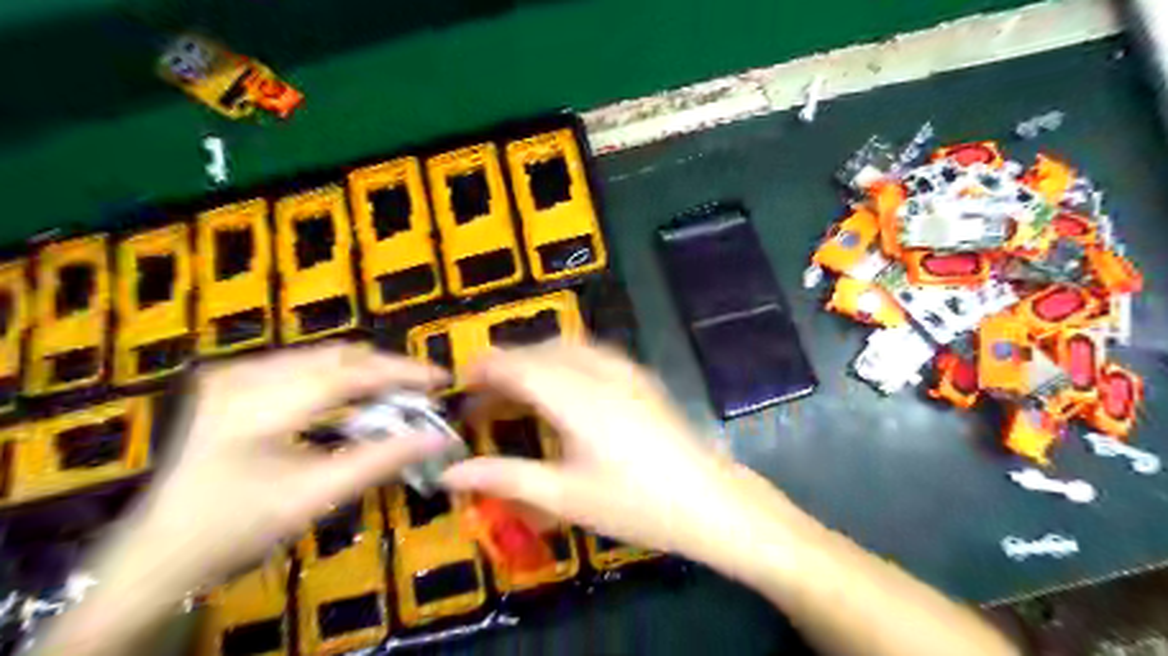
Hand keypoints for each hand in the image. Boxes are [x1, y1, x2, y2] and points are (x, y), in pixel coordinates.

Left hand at [111, 345, 451, 591]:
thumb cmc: (239, 526)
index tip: (442, 379)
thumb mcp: (316, 496)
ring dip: (366, 374)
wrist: (161, 549)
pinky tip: (357, 402)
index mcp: (258, 404)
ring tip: (399, 398)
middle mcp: (245, 374)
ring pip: (324, 357)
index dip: (401, 372)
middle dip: (387, 370)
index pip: (349, 372)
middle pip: (338, 356)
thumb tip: (438, 438)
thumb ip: (382, 461)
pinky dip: (340, 380)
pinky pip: (304, 367)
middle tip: (425, 393)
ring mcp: (235, 373)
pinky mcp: (234, 380)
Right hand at [439, 340, 802, 570]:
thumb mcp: (563, 496)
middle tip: (483, 398)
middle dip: (507, 366)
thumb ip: (504, 477)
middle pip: (541, 351)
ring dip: (536, 360)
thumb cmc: (633, 504)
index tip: (460, 383)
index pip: (518, 365)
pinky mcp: (640, 378)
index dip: (485, 368)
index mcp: (575, 397)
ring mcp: (625, 371)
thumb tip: (449, 473)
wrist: (708, 502)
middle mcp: (598, 371)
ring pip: (567, 347)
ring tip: (517, 393)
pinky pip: (592, 354)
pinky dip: (564, 361)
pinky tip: (563, 389)